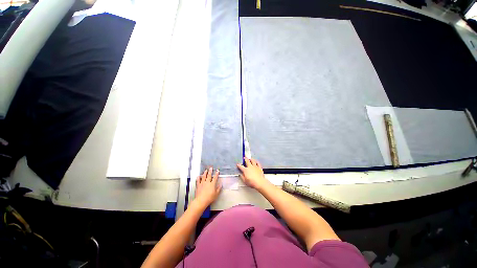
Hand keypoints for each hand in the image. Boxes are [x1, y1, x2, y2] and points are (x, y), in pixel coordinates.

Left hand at [195, 167, 221, 206]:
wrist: (201, 200)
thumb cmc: (209, 198)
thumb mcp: (216, 194)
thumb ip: (219, 189)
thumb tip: (221, 184)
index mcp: (212, 184)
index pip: (215, 178)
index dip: (216, 174)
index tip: (217, 171)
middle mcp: (207, 182)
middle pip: (209, 176)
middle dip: (210, 171)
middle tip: (210, 168)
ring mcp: (202, 183)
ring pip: (203, 177)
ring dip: (205, 173)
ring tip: (205, 170)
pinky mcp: (198, 186)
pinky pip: (198, 181)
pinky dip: (198, 178)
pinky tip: (198, 176)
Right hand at [237, 157, 270, 189]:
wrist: (259, 182)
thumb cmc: (252, 182)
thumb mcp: (245, 181)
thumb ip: (242, 177)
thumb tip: (240, 175)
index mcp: (246, 170)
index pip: (241, 167)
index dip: (239, 165)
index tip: (237, 164)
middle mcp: (250, 167)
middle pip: (247, 161)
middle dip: (245, 159)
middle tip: (244, 157)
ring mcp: (255, 167)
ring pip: (253, 161)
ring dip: (251, 159)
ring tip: (250, 158)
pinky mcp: (259, 168)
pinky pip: (258, 163)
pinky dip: (257, 162)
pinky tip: (256, 161)